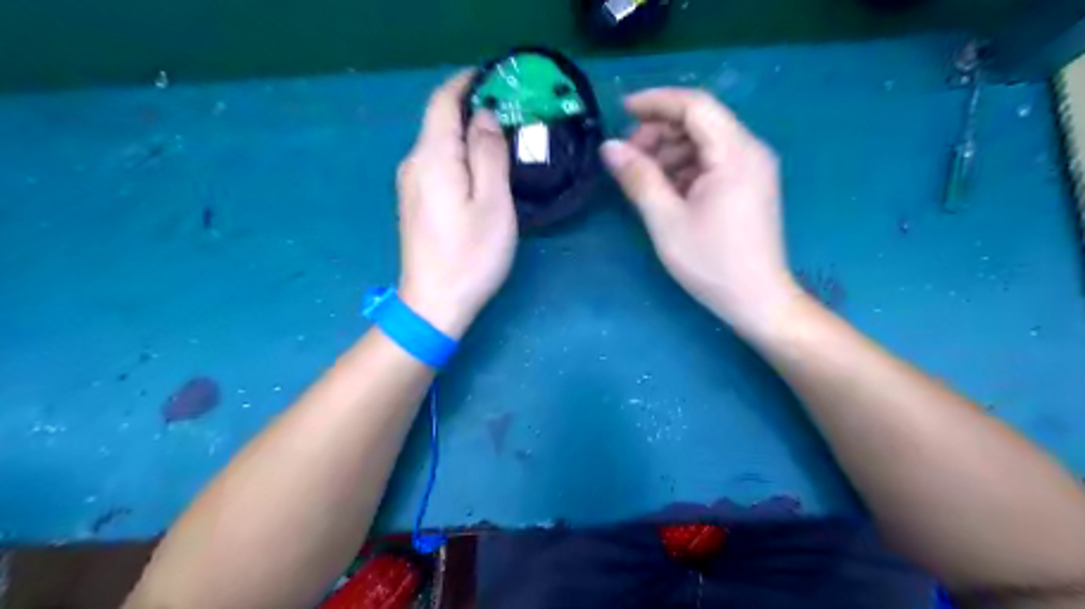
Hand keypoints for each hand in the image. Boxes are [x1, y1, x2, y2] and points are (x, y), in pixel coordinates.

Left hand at [397, 72, 517, 336]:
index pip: (442, 101)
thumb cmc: (470, 256)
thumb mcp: (492, 203)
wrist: (434, 304)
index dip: (466, 82)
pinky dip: (459, 157)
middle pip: (439, 122)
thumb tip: (484, 117)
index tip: (496, 79)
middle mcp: (414, 164)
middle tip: (511, 114)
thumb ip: (489, 154)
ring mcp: (410, 186)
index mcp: (432, 157)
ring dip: (466, 135)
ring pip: (438, 145)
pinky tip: (480, 172)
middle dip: (471, 109)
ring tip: (501, 141)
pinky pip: (437, 165)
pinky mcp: (414, 204)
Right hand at [601, 89, 804, 337]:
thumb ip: (638, 178)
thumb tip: (609, 147)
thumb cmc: (711, 262)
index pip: (694, 105)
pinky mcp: (748, 185)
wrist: (757, 299)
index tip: (620, 111)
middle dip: (659, 132)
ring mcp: (752, 168)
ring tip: (642, 178)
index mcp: (735, 153)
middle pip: (700, 121)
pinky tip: (665, 190)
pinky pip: (712, 162)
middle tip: (627, 158)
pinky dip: (684, 168)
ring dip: (669, 152)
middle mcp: (750, 150)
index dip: (655, 102)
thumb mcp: (666, 220)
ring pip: (704, 142)